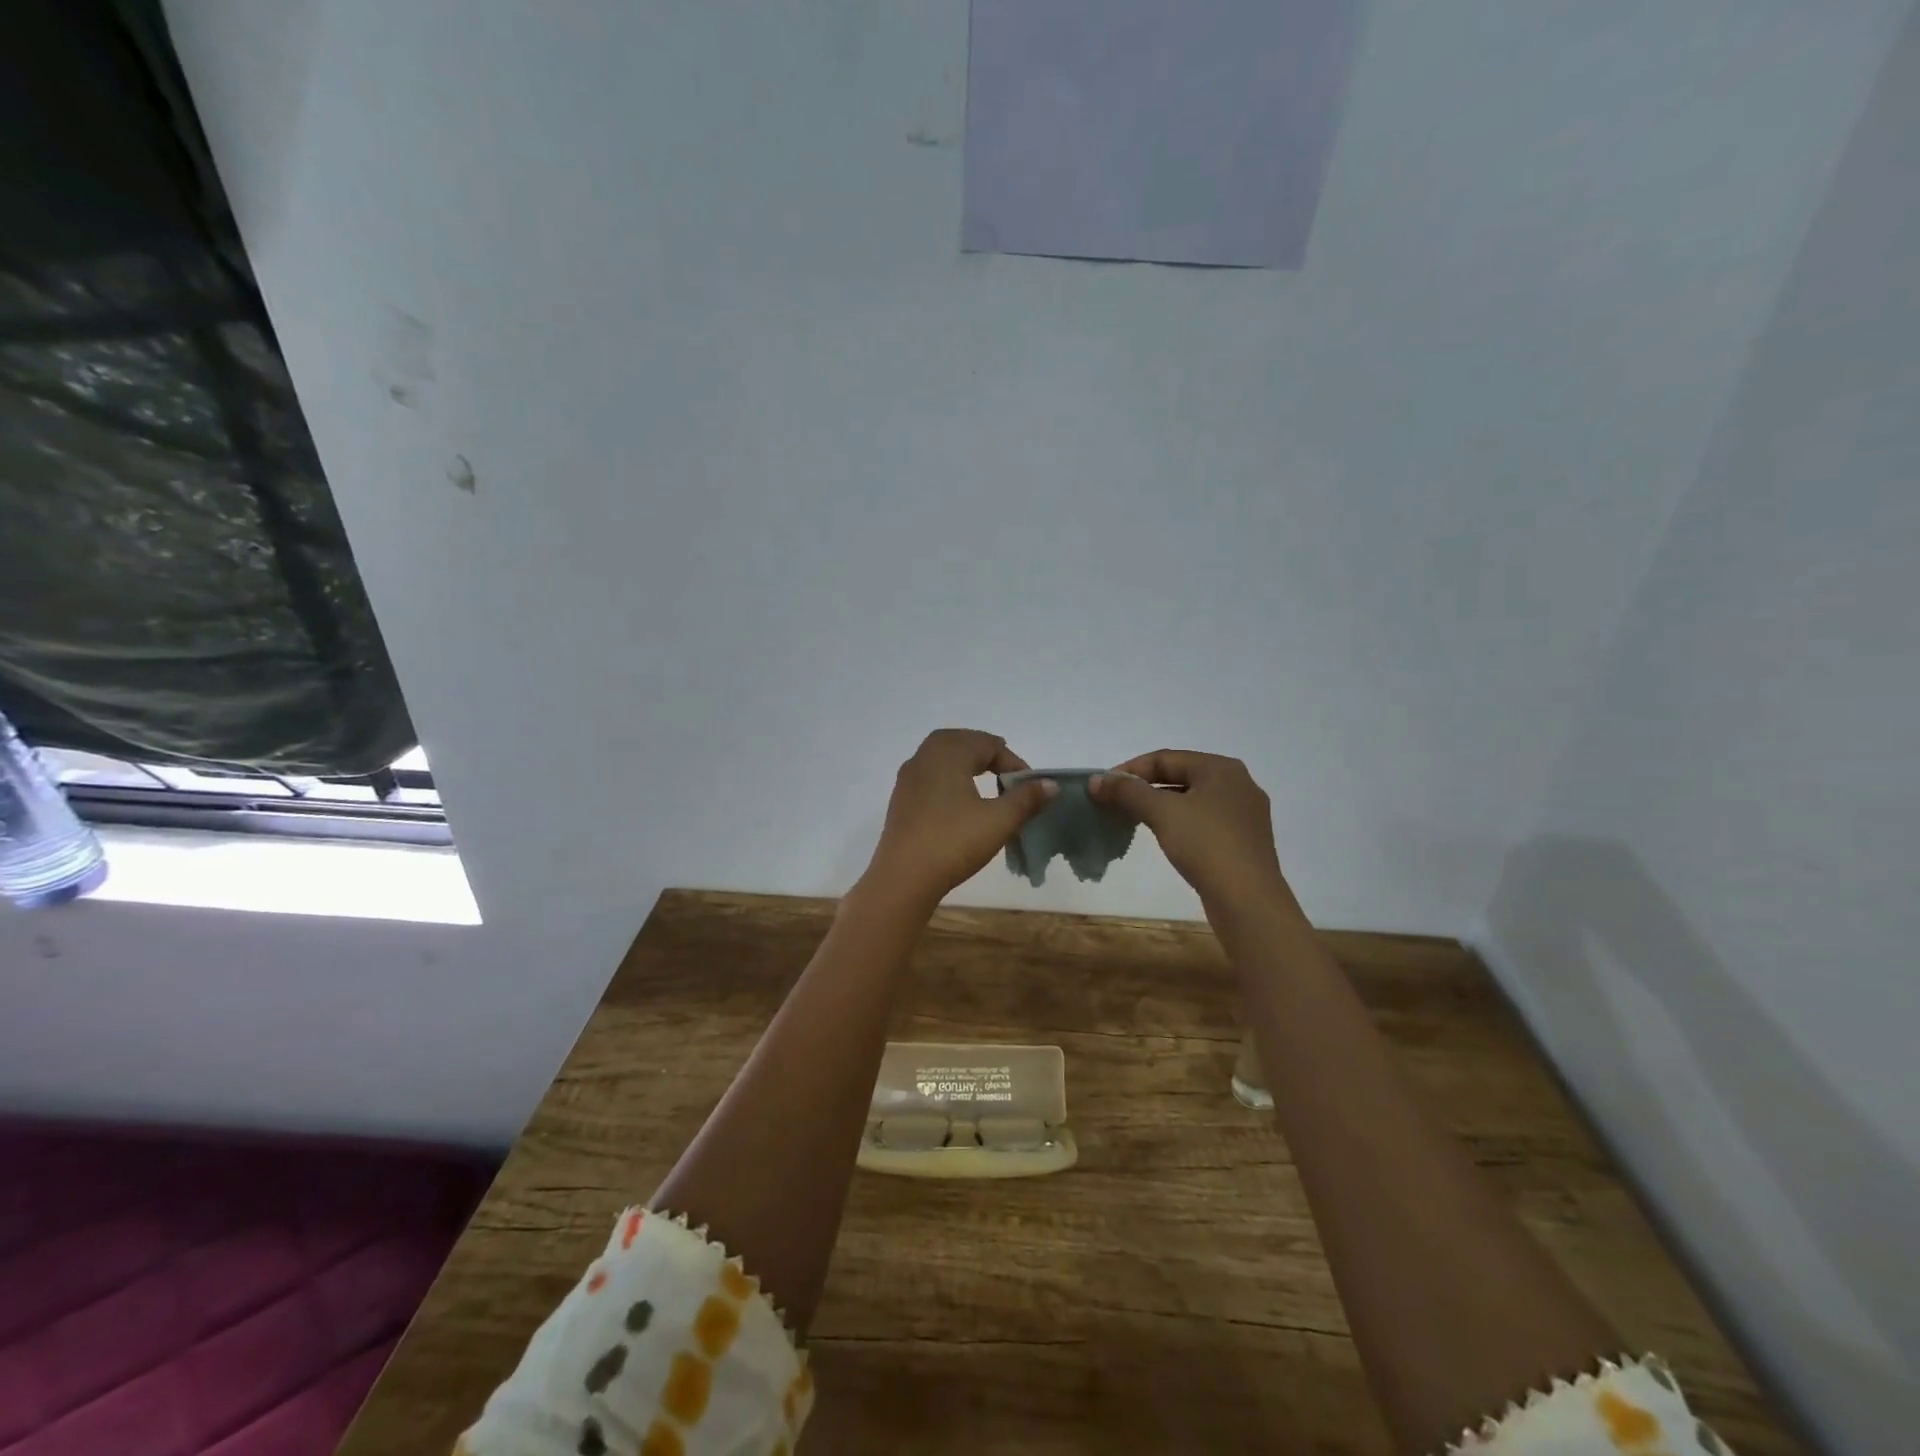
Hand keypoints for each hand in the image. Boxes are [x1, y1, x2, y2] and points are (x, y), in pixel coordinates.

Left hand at [863, 729, 1058, 909]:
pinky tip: (959, 805)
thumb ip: (1026, 799)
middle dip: (988, 755)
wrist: (903, 878)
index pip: (988, 744)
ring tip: (986, 787)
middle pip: (962, 742)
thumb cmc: (954, 842)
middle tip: (1008, 777)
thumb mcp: (999, 821)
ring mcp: (908, 777)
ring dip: (967, 765)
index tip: (1028, 788)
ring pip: (942, 757)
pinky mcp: (900, 799)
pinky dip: (949, 779)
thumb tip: (1050, 784)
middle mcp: (924, 756)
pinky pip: (930, 776)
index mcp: (948, 752)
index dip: (1013, 762)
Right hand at [1088, 750, 1289, 914]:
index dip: (1130, 769)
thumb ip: (1127, 792)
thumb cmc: (1206, 845)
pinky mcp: (1243, 842)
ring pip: (1191, 800)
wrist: (1248, 901)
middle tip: (1115, 802)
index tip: (1104, 787)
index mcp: (1222, 769)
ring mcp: (1244, 815)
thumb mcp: (1162, 812)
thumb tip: (1095, 780)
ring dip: (1160, 806)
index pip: (1166, 758)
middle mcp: (1238, 785)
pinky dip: (1178, 824)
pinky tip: (1164, 838)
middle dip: (1144, 788)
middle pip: (1180, 776)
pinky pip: (1203, 822)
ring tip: (1133, 819)